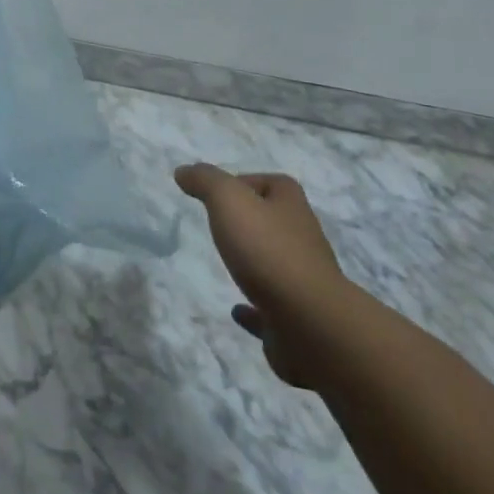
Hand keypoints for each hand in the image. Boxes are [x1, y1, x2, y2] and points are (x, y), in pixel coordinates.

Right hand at [175, 162, 366, 388]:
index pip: (271, 183)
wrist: (309, 321)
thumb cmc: (267, 250)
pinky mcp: (298, 317)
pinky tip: (237, 311)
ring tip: (226, 264)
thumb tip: (184, 171)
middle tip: (219, 226)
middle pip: (275, 221)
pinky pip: (271, 307)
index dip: (246, 183)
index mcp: (291, 205)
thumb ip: (205, 181)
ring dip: (255, 262)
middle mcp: (303, 237)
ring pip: (276, 263)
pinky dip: (254, 308)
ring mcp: (304, 280)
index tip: (218, 195)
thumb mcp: (229, 200)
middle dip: (251, 222)